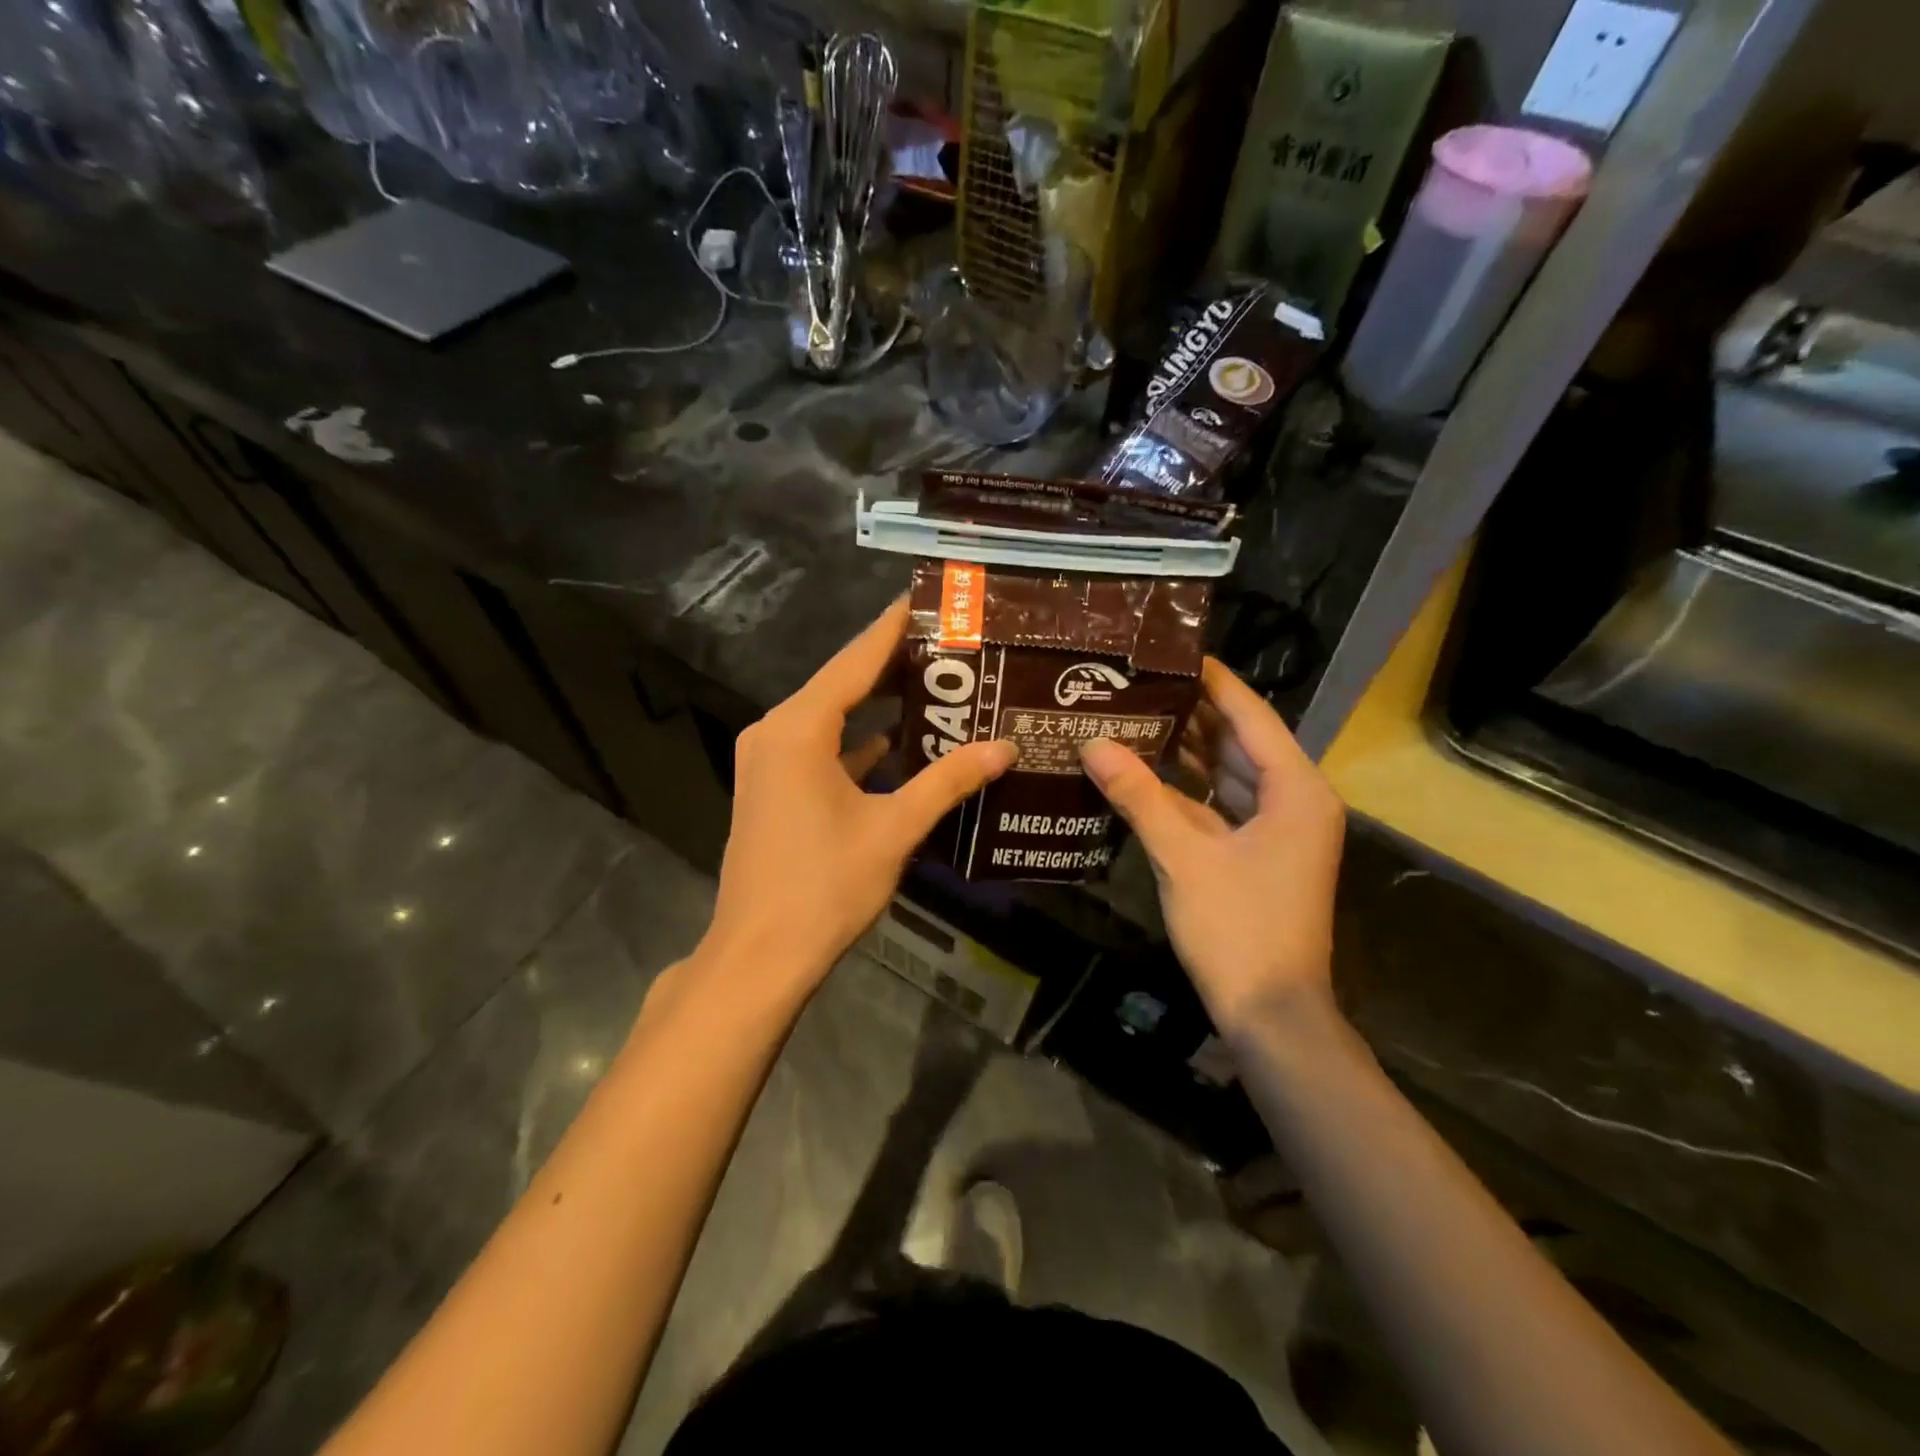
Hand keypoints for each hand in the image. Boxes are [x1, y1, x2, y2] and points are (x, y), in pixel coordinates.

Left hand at [701, 599, 1017, 993]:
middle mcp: (776, 732)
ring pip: (831, 718)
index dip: (892, 628)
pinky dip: (857, 742)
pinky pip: (820, 749)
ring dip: (876, 705)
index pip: (855, 660)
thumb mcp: (894, 828)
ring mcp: (769, 762)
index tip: (925, 599)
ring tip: (934, 685)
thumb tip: (1004, 748)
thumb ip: (948, 781)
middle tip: (948, 644)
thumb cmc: (825, 885)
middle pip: (841, 683)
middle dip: (892, 665)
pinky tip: (898, 742)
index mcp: (799, 728)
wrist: (760, 954)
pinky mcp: (773, 789)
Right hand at [1079, 658, 1344, 1036]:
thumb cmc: (1239, 929)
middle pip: (1239, 740)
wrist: (1272, 1013)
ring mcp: (1277, 828)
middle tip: (1140, 681)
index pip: (1251, 717)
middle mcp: (1294, 799)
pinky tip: (1144, 771)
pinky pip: (1220, 803)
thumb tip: (1092, 744)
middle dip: (1192, 712)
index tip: (1174, 651)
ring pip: (1228, 773)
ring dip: (1186, 749)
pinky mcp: (1257, 852)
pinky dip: (1187, 788)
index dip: (1214, 682)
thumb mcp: (1184, 857)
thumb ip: (1139, 797)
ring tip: (1135, 714)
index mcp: (1296, 790)